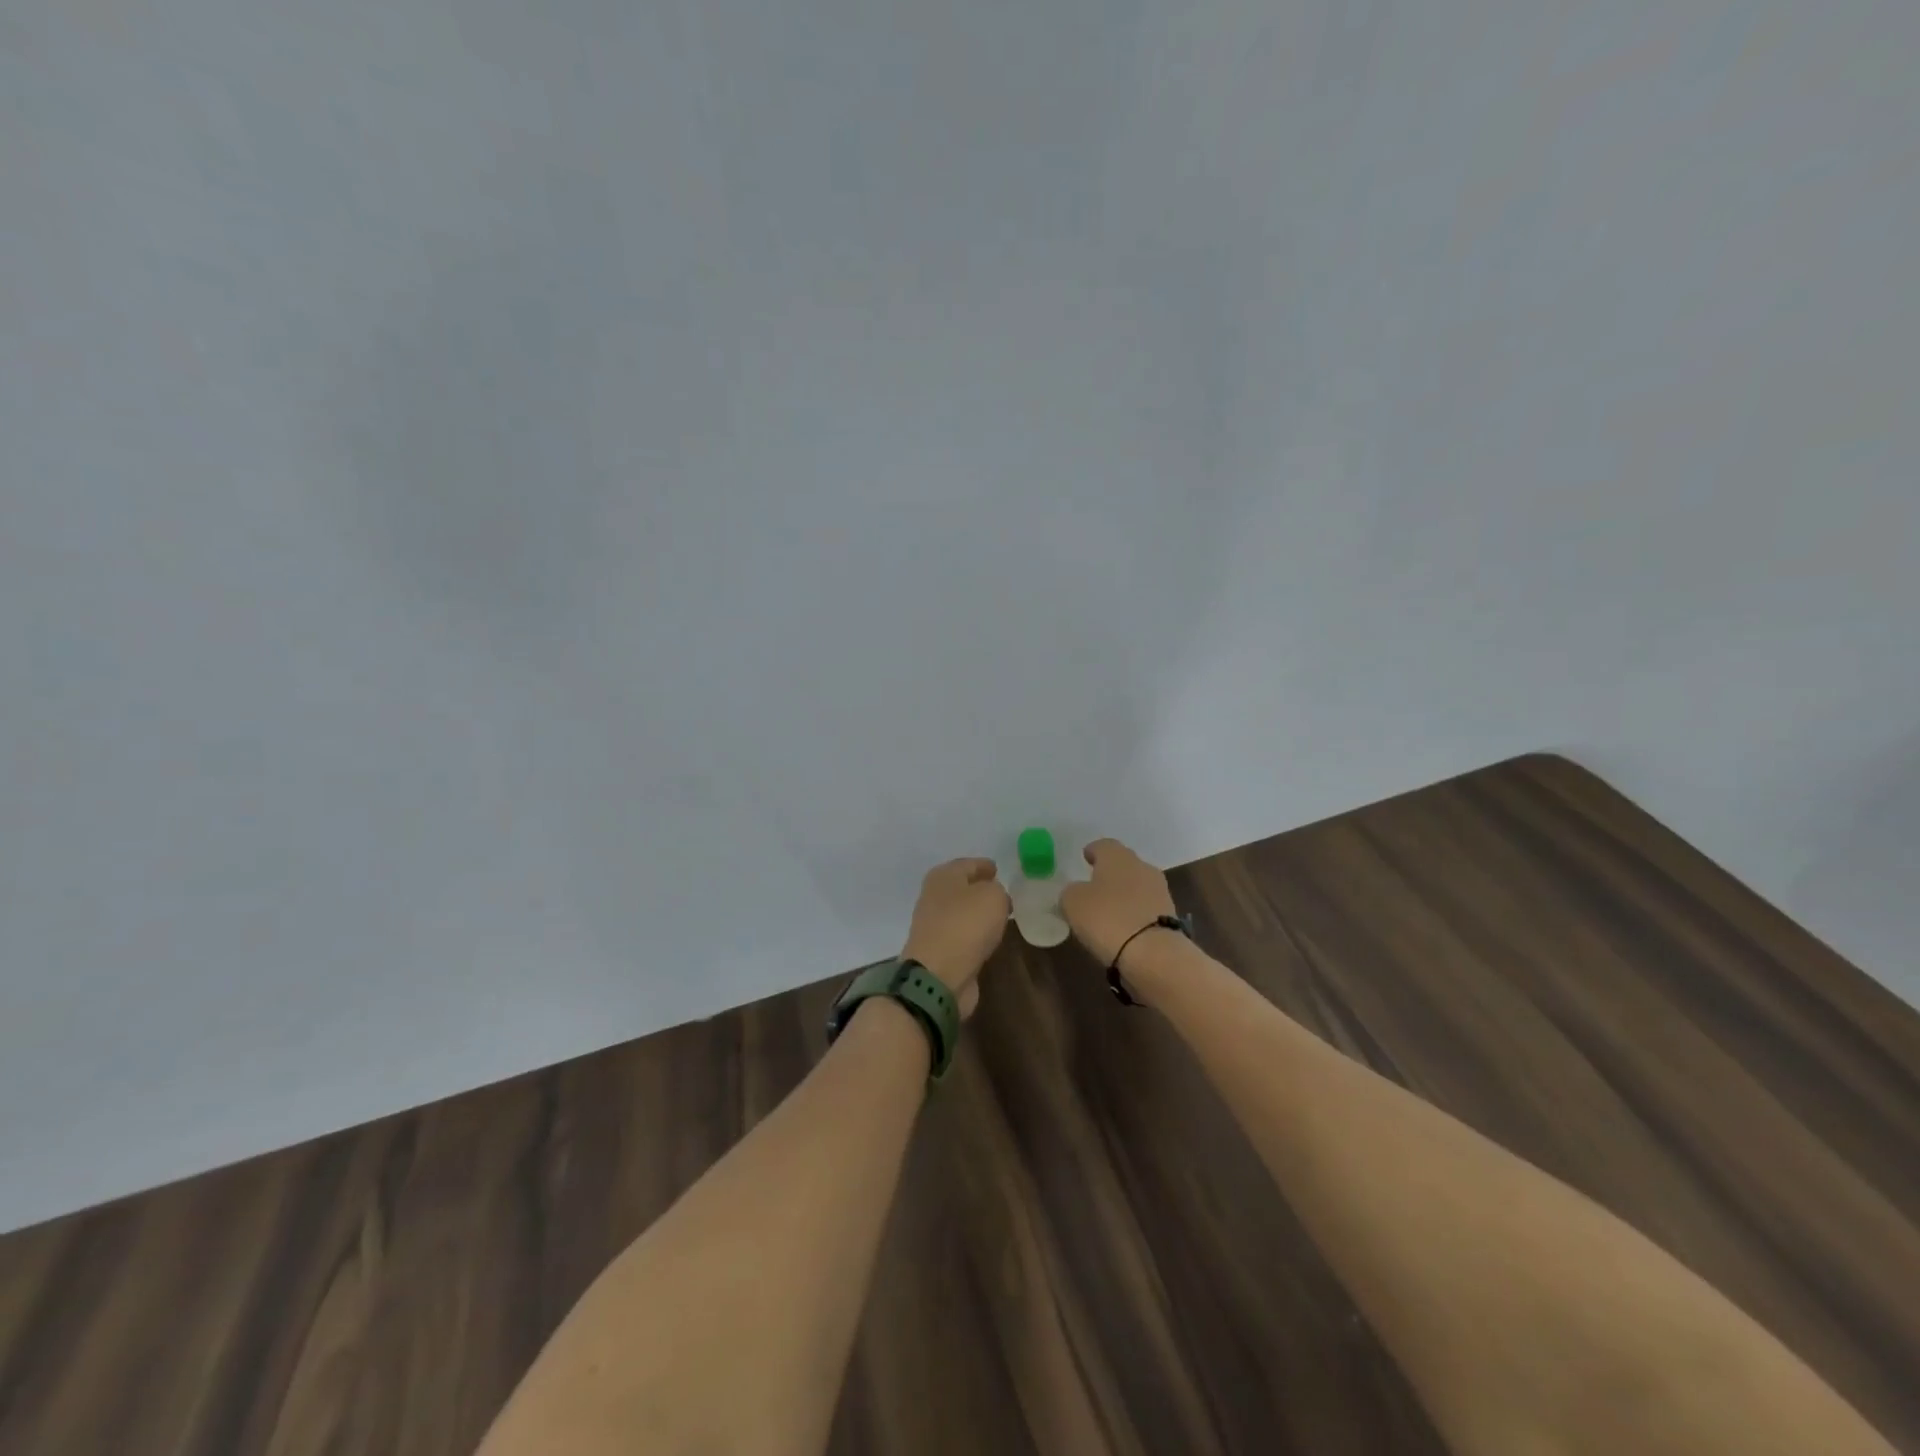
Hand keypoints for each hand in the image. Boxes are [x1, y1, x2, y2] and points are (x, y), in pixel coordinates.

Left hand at [901, 858, 1010, 1019]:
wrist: (938, 976)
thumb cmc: (966, 925)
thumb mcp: (993, 896)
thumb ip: (998, 890)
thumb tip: (994, 897)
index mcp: (943, 876)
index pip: (967, 864)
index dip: (983, 865)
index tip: (998, 869)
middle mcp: (934, 897)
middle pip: (961, 888)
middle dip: (980, 889)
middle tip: (1004, 893)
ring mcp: (934, 926)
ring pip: (961, 913)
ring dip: (977, 914)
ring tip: (1000, 916)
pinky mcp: (939, 952)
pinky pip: (962, 936)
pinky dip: (974, 935)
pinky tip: (988, 938)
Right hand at [1060, 838, 1176, 967]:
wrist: (1154, 954)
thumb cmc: (1107, 918)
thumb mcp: (1073, 902)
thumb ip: (1070, 892)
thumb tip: (1075, 892)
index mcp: (1117, 856)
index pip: (1104, 845)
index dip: (1093, 851)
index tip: (1086, 858)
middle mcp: (1142, 867)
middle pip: (1124, 864)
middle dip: (1110, 872)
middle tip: (1095, 885)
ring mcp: (1159, 891)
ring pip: (1137, 886)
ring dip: (1124, 894)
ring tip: (1108, 910)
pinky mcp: (1169, 917)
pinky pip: (1146, 908)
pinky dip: (1135, 914)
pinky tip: (1124, 927)